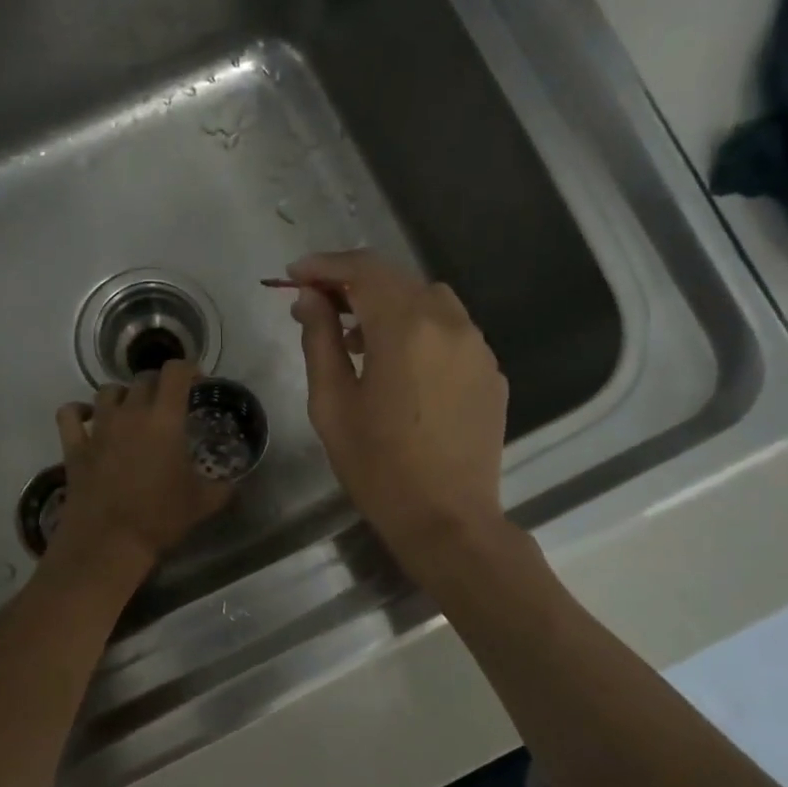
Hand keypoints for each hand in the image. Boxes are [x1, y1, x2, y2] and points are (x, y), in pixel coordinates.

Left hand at [50, 359, 233, 576]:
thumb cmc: (160, 517)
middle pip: (143, 379)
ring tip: (132, 411)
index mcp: (165, 419)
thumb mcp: (204, 503)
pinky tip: (88, 417)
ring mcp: (98, 427)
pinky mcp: (74, 446)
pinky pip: (70, 414)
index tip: (197, 382)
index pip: (176, 372)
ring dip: (123, 395)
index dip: (189, 369)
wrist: (108, 542)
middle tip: (169, 405)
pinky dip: (79, 411)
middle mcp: (130, 413)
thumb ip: (224, 486)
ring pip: (108, 391)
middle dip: (159, 385)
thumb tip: (236, 481)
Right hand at [288, 250, 508, 563]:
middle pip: (397, 280)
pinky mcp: (492, 373)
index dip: (325, 265)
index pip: (363, 270)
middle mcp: (450, 323)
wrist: (447, 520)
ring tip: (358, 340)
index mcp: (407, 328)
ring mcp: (478, 348)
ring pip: (429, 301)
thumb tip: (309, 298)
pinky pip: (452, 332)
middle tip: (319, 306)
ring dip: (390, 306)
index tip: (295, 275)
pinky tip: (402, 369)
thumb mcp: (332, 404)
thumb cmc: (378, 467)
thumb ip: (320, 340)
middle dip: (354, 285)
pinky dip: (420, 332)